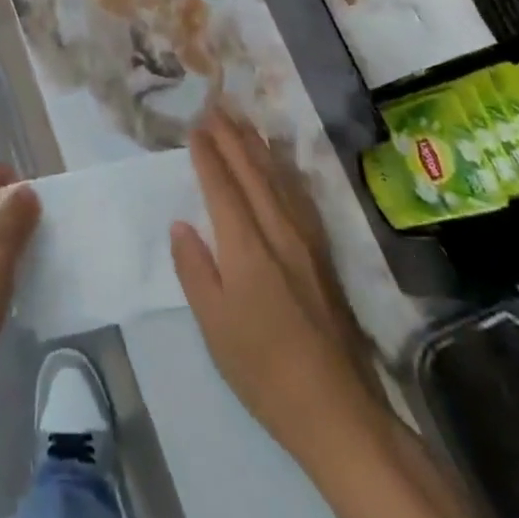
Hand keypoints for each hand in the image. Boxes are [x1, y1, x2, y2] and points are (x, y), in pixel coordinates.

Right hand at [170, 111, 376, 463]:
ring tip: (242, 120)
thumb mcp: (214, 327)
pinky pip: (300, 194)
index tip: (193, 126)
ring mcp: (306, 240)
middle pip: (252, 171)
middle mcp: (278, 231)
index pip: (222, 186)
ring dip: (258, 144)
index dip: (207, 154)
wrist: (337, 410)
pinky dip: (285, 169)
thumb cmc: (263, 370)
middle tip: (214, 107)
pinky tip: (281, 162)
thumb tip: (181, 224)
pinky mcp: (324, 254)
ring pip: (278, 177)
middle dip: (230, 136)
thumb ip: (195, 270)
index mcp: (246, 246)